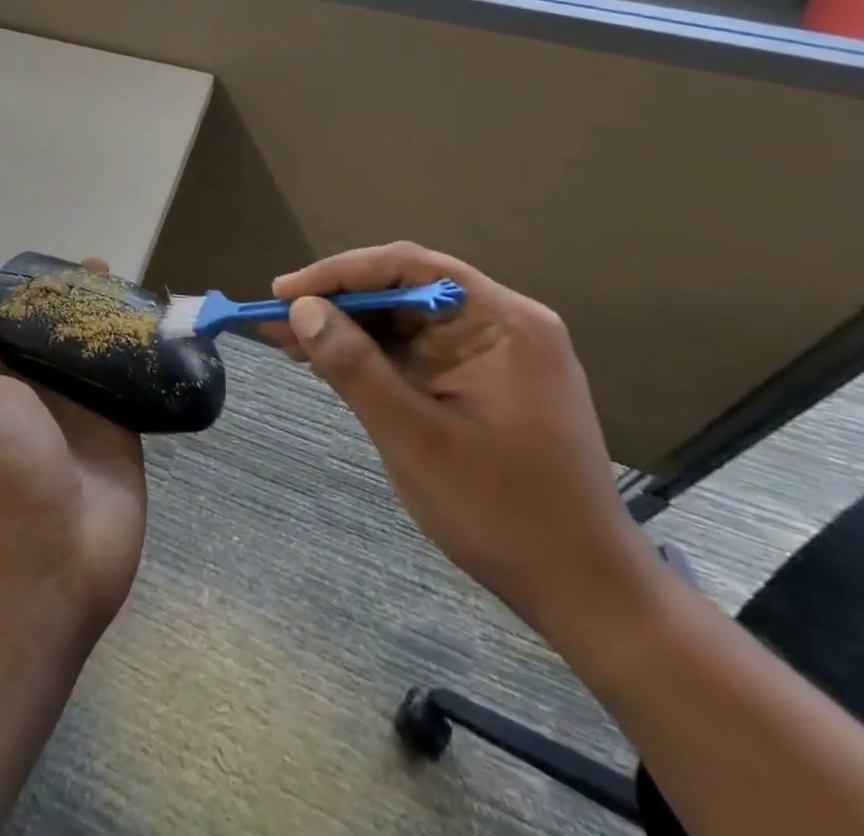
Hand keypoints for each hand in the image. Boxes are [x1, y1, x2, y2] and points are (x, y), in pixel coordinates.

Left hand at [0, 259, 146, 637]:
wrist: (44, 562)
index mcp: (1, 384)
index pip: (18, 325)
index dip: (36, 295)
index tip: (59, 267)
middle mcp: (42, 395)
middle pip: (64, 337)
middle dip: (82, 304)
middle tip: (107, 270)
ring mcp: (85, 415)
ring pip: (102, 358)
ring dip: (116, 326)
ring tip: (140, 290)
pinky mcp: (124, 435)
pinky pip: (136, 389)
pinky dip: (148, 362)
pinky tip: (165, 331)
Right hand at [271, 242, 660, 640]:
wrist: (586, 594)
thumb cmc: (504, 514)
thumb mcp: (414, 438)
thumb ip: (355, 367)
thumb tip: (301, 309)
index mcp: (503, 323)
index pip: (409, 269)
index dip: (340, 273)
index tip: (284, 293)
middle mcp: (502, 325)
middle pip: (405, 289)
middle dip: (338, 301)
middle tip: (277, 318)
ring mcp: (494, 354)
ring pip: (405, 321)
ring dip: (348, 328)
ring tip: (288, 339)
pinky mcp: (481, 382)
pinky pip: (416, 351)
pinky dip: (370, 355)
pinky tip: (326, 361)